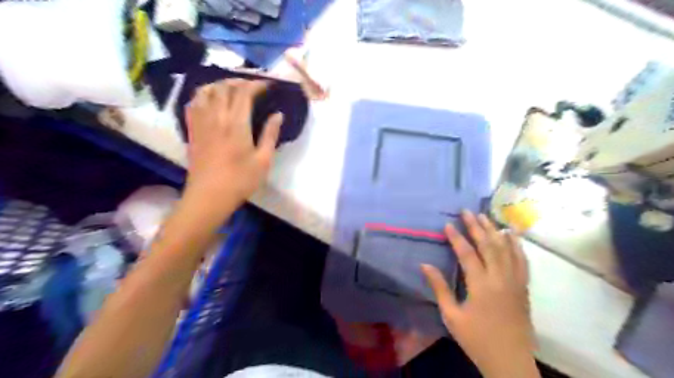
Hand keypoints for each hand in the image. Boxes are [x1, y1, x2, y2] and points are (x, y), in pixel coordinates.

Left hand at [182, 79, 282, 216]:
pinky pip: (193, 103)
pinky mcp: (192, 130)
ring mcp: (201, 122)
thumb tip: (278, 115)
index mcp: (236, 123)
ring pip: (205, 91)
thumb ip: (270, 134)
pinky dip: (202, 95)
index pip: (244, 92)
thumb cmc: (240, 180)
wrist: (209, 196)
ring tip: (231, 89)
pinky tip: (210, 101)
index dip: (256, 84)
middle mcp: (216, 117)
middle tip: (253, 86)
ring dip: (219, 85)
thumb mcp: (263, 160)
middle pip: (224, 87)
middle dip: (239, 81)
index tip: (268, 85)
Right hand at [420, 211, 537, 376]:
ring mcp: (515, 281)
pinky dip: (516, 245)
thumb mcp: (452, 316)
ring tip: (485, 216)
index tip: (448, 224)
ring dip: (494, 230)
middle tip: (467, 211)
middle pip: (489, 245)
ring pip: (506, 249)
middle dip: (476, 226)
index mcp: (481, 285)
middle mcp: (500, 278)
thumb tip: (425, 265)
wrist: (510, 361)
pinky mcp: (523, 287)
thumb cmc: (477, 339)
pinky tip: (512, 234)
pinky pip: (522, 261)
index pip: (467, 254)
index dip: (457, 237)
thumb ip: (440, 288)